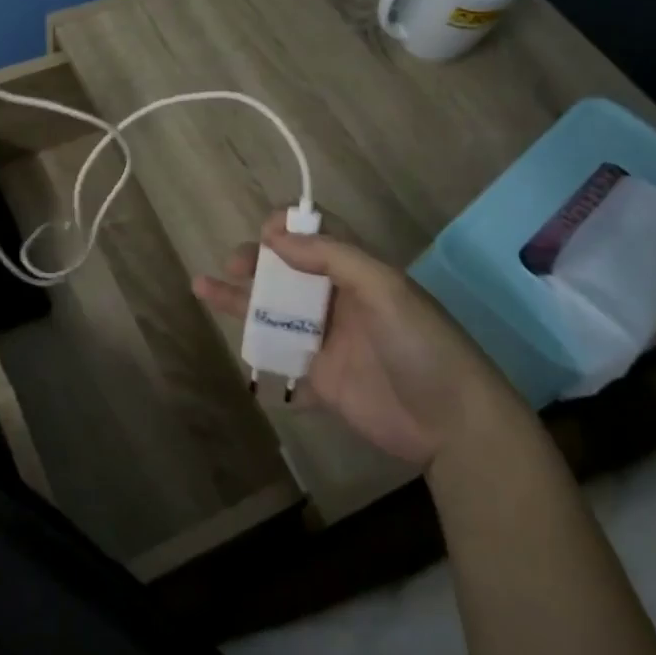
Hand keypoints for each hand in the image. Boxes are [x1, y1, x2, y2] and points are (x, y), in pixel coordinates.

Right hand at [193, 214, 505, 468]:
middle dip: (257, 263)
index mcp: (357, 273)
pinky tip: (236, 348)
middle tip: (235, 267)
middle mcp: (338, 301)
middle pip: (287, 273)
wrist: (453, 425)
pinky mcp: (321, 380)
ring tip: (202, 287)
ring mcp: (327, 341)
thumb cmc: (422, 344)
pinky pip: (281, 360)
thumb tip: (277, 239)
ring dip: (240, 301)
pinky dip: (259, 354)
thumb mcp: (384, 289)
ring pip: (274, 313)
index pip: (316, 238)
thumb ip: (333, 258)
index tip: (264, 234)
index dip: (288, 229)